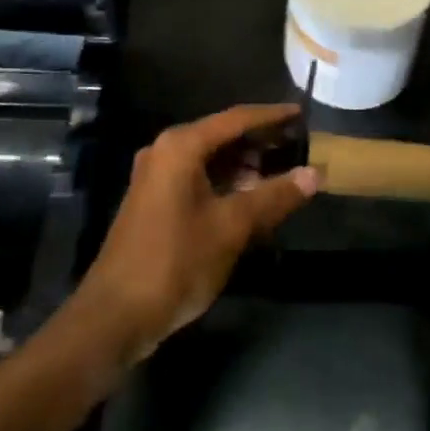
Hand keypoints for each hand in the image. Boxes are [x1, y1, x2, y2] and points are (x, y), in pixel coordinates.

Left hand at [73, 105, 319, 363]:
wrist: (114, 317)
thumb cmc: (176, 262)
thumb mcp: (232, 227)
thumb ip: (274, 196)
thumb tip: (315, 174)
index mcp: (181, 146)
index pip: (236, 119)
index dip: (272, 116)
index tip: (302, 113)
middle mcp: (166, 150)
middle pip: (222, 135)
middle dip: (259, 141)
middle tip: (297, 145)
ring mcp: (156, 176)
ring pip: (210, 158)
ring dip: (243, 164)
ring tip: (280, 172)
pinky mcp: (154, 200)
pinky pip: (197, 177)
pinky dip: (225, 181)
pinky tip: (249, 197)